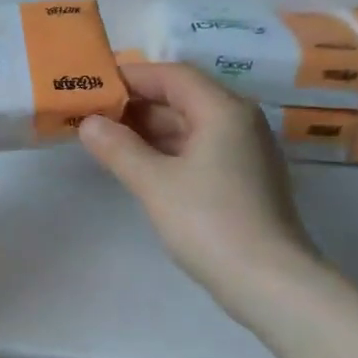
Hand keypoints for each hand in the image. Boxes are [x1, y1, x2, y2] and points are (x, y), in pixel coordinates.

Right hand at [78, 63, 320, 321]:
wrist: (268, 281)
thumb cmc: (209, 222)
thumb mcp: (154, 183)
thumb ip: (118, 148)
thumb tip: (88, 123)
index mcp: (223, 110)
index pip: (172, 75)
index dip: (131, 77)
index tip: (93, 86)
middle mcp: (239, 122)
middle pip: (182, 97)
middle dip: (136, 104)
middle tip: (92, 114)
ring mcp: (244, 151)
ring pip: (190, 125)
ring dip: (149, 129)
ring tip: (106, 139)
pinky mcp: (243, 179)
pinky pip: (199, 149)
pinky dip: (167, 150)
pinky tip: (139, 165)